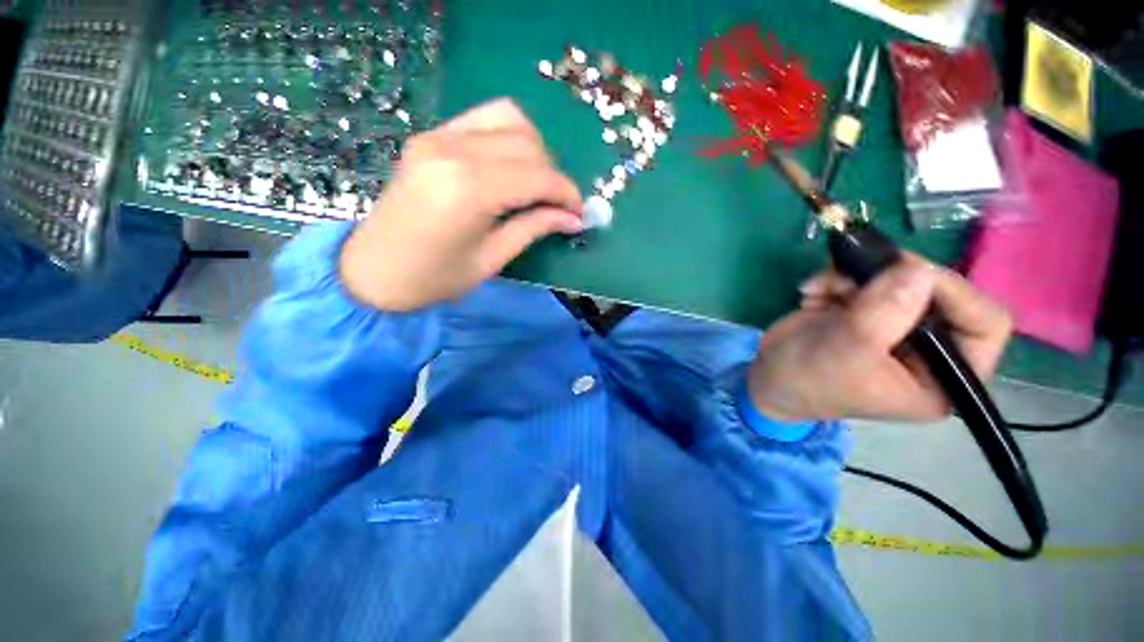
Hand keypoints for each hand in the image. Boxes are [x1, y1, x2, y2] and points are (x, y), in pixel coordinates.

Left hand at [339, 99, 583, 310]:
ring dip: (534, 150)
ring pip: (509, 119)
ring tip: (535, 185)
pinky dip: (508, 139)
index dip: (567, 193)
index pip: (538, 176)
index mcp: (469, 189)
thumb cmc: (434, 278)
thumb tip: (573, 218)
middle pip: (527, 143)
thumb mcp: (492, 259)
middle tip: (558, 206)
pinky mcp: (430, 136)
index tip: (579, 213)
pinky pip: (483, 120)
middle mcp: (453, 150)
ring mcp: (437, 136)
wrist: (373, 271)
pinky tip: (510, 168)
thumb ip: (534, 228)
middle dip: (553, 174)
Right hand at [747, 255, 1012, 421]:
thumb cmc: (809, 378)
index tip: (907, 272)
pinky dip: (835, 279)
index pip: (984, 325)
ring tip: (818, 289)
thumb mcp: (847, 349)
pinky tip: (811, 293)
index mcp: (943, 377)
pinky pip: (865, 279)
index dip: (955, 293)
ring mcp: (895, 326)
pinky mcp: (866, 311)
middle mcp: (928, 349)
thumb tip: (918, 267)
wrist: (767, 377)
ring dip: (852, 277)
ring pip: (895, 279)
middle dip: (888, 279)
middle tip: (850, 271)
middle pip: (936, 293)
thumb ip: (885, 311)